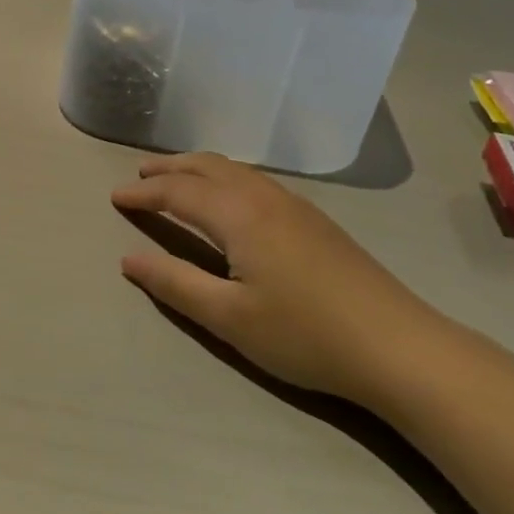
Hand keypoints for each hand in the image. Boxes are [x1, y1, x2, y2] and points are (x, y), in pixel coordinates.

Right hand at [112, 153, 449, 402]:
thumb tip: (129, 258)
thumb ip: (175, 283)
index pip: (179, 192)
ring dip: (199, 169)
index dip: (144, 193)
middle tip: (141, 174)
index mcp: (239, 215)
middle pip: (208, 167)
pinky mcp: (316, 221)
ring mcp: (295, 206)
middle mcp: (264, 197)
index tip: (115, 196)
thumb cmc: (305, 334)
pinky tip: (230, 199)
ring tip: (177, 178)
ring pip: (236, 170)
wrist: (398, 346)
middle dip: (170, 168)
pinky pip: (256, 181)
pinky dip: (226, 178)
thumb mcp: (229, 317)